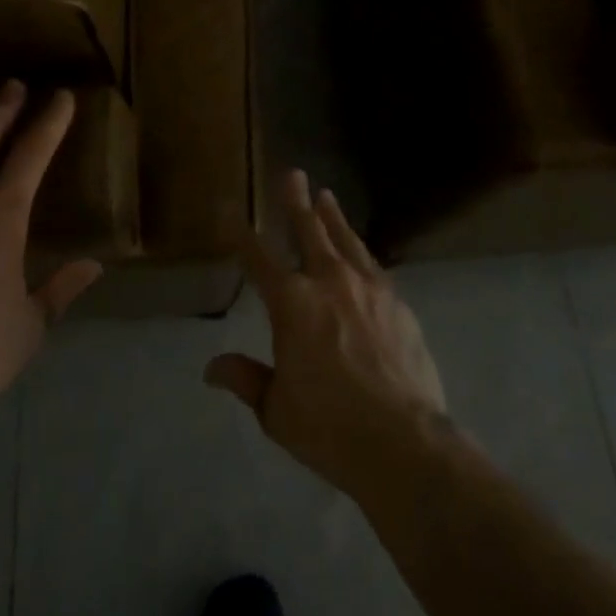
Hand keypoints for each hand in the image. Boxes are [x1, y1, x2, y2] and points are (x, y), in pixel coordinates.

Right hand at [204, 170, 446, 500]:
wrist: (403, 441)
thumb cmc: (329, 427)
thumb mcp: (276, 409)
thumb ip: (246, 379)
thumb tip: (212, 368)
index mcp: (291, 303)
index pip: (258, 259)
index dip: (242, 236)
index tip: (231, 212)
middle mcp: (328, 282)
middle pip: (308, 230)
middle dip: (296, 202)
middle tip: (293, 174)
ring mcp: (367, 287)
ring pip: (345, 240)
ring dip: (332, 217)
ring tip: (326, 197)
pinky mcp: (397, 302)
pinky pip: (372, 265)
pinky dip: (360, 251)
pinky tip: (360, 251)